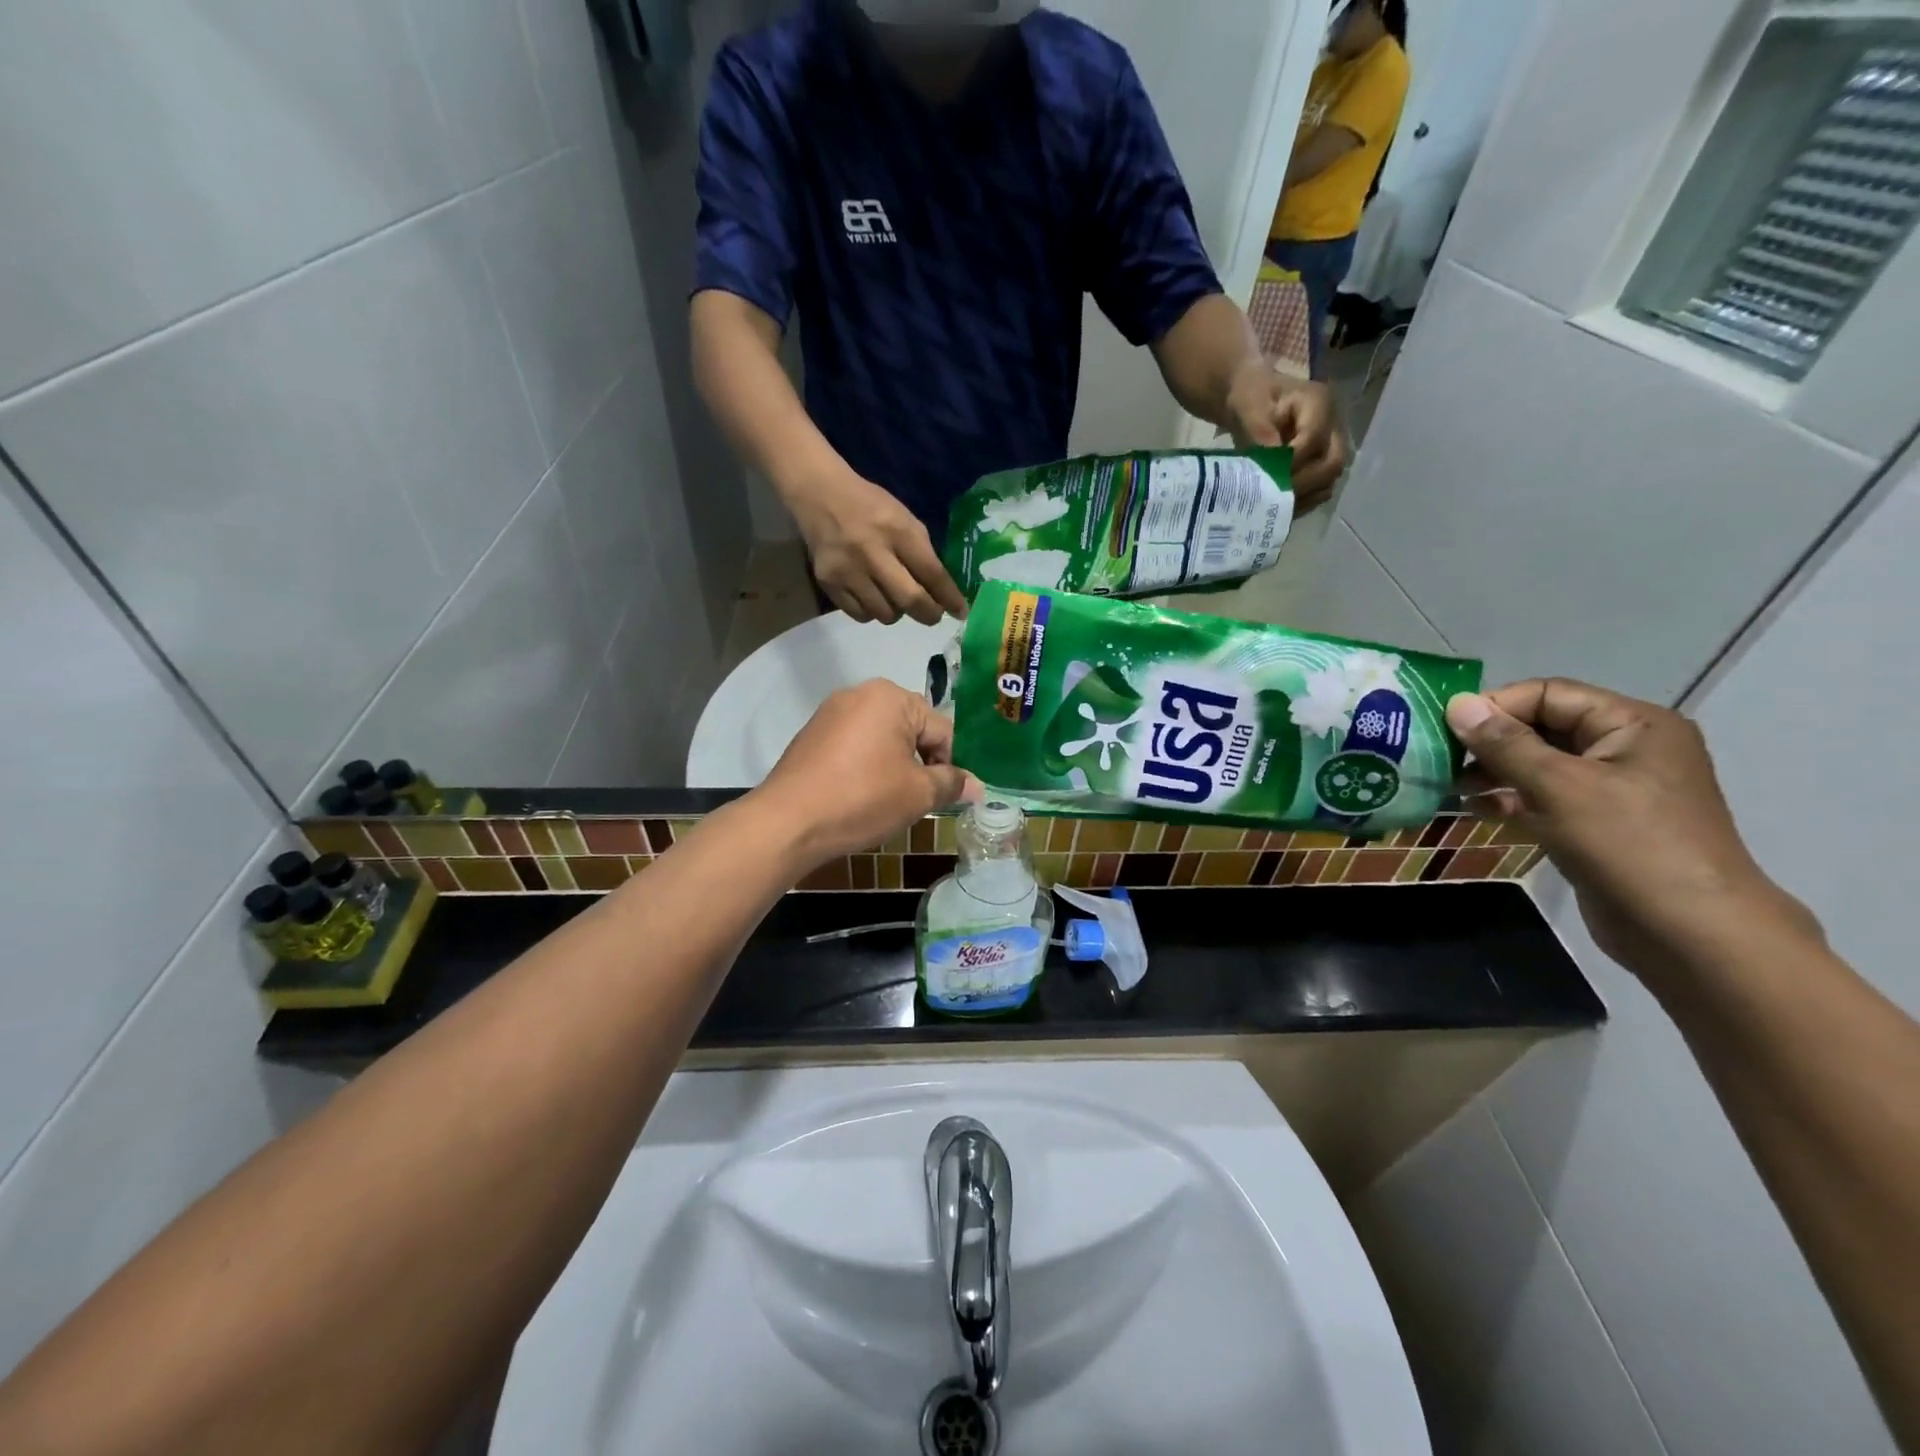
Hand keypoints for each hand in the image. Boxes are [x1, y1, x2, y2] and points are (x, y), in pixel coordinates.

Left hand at [755, 680, 982, 866]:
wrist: (788, 822)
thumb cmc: (862, 799)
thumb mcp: (917, 794)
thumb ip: (951, 783)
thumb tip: (978, 785)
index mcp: (891, 697)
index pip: (942, 729)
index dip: (952, 765)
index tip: (948, 796)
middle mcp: (860, 693)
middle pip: (911, 729)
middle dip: (921, 763)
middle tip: (918, 800)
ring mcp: (831, 712)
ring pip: (882, 738)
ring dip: (895, 766)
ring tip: (889, 801)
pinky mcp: (812, 735)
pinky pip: (855, 745)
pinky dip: (866, 766)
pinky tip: (860, 795)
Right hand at [789, 469, 969, 625]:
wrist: (819, 495)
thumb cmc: (870, 507)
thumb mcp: (904, 519)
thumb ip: (923, 554)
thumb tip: (943, 593)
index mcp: (898, 530)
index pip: (931, 573)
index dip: (949, 597)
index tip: (961, 612)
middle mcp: (873, 552)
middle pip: (910, 600)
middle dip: (929, 614)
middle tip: (933, 615)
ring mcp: (848, 570)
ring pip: (885, 614)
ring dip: (898, 612)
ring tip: (895, 598)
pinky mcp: (829, 583)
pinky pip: (861, 615)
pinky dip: (872, 612)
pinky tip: (872, 597)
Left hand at [1225, 364, 1347, 511]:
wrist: (1252, 401)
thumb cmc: (1250, 398)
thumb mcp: (1249, 408)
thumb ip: (1261, 432)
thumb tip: (1272, 463)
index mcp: (1318, 402)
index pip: (1314, 439)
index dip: (1292, 462)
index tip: (1266, 475)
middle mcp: (1333, 425)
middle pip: (1333, 462)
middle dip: (1303, 483)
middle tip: (1273, 497)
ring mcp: (1330, 445)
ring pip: (1329, 479)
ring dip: (1304, 496)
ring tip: (1275, 505)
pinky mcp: (1322, 462)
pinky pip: (1320, 488)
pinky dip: (1303, 501)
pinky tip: (1280, 507)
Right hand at [1446, 679, 1822, 983]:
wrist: (1691, 934)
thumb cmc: (1630, 845)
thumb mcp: (1560, 786)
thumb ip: (1505, 743)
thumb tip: (1456, 703)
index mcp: (1634, 725)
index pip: (1549, 694)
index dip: (1495, 706)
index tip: (1444, 729)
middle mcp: (1627, 749)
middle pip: (1543, 727)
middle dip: (1489, 742)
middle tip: (1440, 760)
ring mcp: (1615, 790)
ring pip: (1540, 765)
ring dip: (1493, 773)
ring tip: (1450, 788)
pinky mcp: (1600, 825)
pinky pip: (1546, 798)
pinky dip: (1510, 800)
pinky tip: (1474, 810)